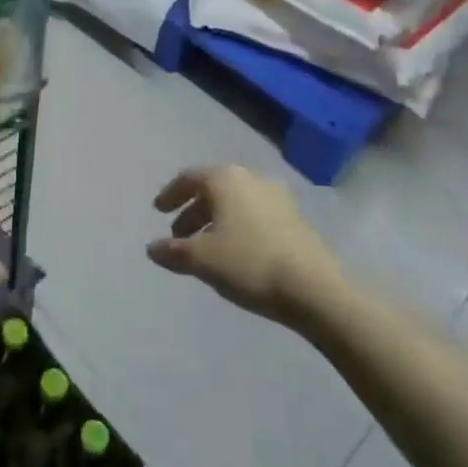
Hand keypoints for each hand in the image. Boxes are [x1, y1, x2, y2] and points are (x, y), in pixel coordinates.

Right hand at [146, 165, 339, 323]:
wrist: (315, 288)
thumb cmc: (249, 263)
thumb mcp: (202, 259)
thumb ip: (172, 251)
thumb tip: (152, 248)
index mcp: (225, 179)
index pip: (189, 178)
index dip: (170, 194)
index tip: (158, 210)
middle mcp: (251, 179)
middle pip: (213, 189)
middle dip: (192, 211)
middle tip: (178, 235)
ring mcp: (277, 197)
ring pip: (235, 203)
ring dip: (215, 220)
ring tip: (205, 248)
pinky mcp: (295, 219)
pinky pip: (255, 214)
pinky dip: (237, 227)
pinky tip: (235, 253)